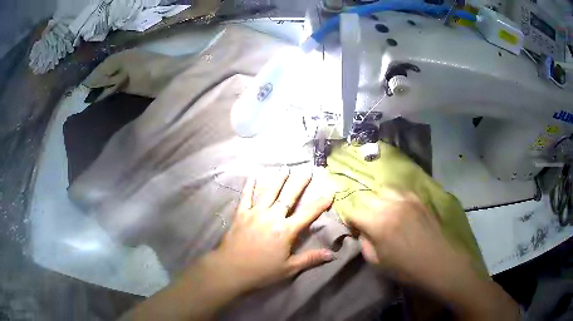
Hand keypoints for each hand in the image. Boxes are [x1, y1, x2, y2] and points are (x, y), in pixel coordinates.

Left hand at [213, 168, 335, 291]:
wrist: (231, 269)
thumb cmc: (262, 271)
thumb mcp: (289, 268)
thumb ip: (310, 259)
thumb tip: (332, 254)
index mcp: (286, 230)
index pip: (308, 213)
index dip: (321, 202)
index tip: (330, 192)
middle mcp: (272, 216)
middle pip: (289, 196)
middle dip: (300, 183)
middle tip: (307, 171)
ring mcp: (255, 213)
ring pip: (269, 192)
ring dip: (278, 179)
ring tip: (285, 168)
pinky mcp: (241, 214)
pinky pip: (246, 197)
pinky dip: (249, 186)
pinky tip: (252, 176)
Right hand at [346, 190, 469, 285]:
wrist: (438, 261)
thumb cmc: (406, 268)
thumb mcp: (377, 263)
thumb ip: (365, 244)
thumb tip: (363, 232)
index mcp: (377, 223)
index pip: (354, 212)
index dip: (351, 221)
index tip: (355, 229)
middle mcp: (389, 206)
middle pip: (368, 199)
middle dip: (365, 210)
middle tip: (370, 223)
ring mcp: (406, 199)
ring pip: (384, 190)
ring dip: (380, 201)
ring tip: (385, 213)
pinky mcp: (418, 199)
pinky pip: (401, 192)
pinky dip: (396, 198)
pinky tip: (400, 209)